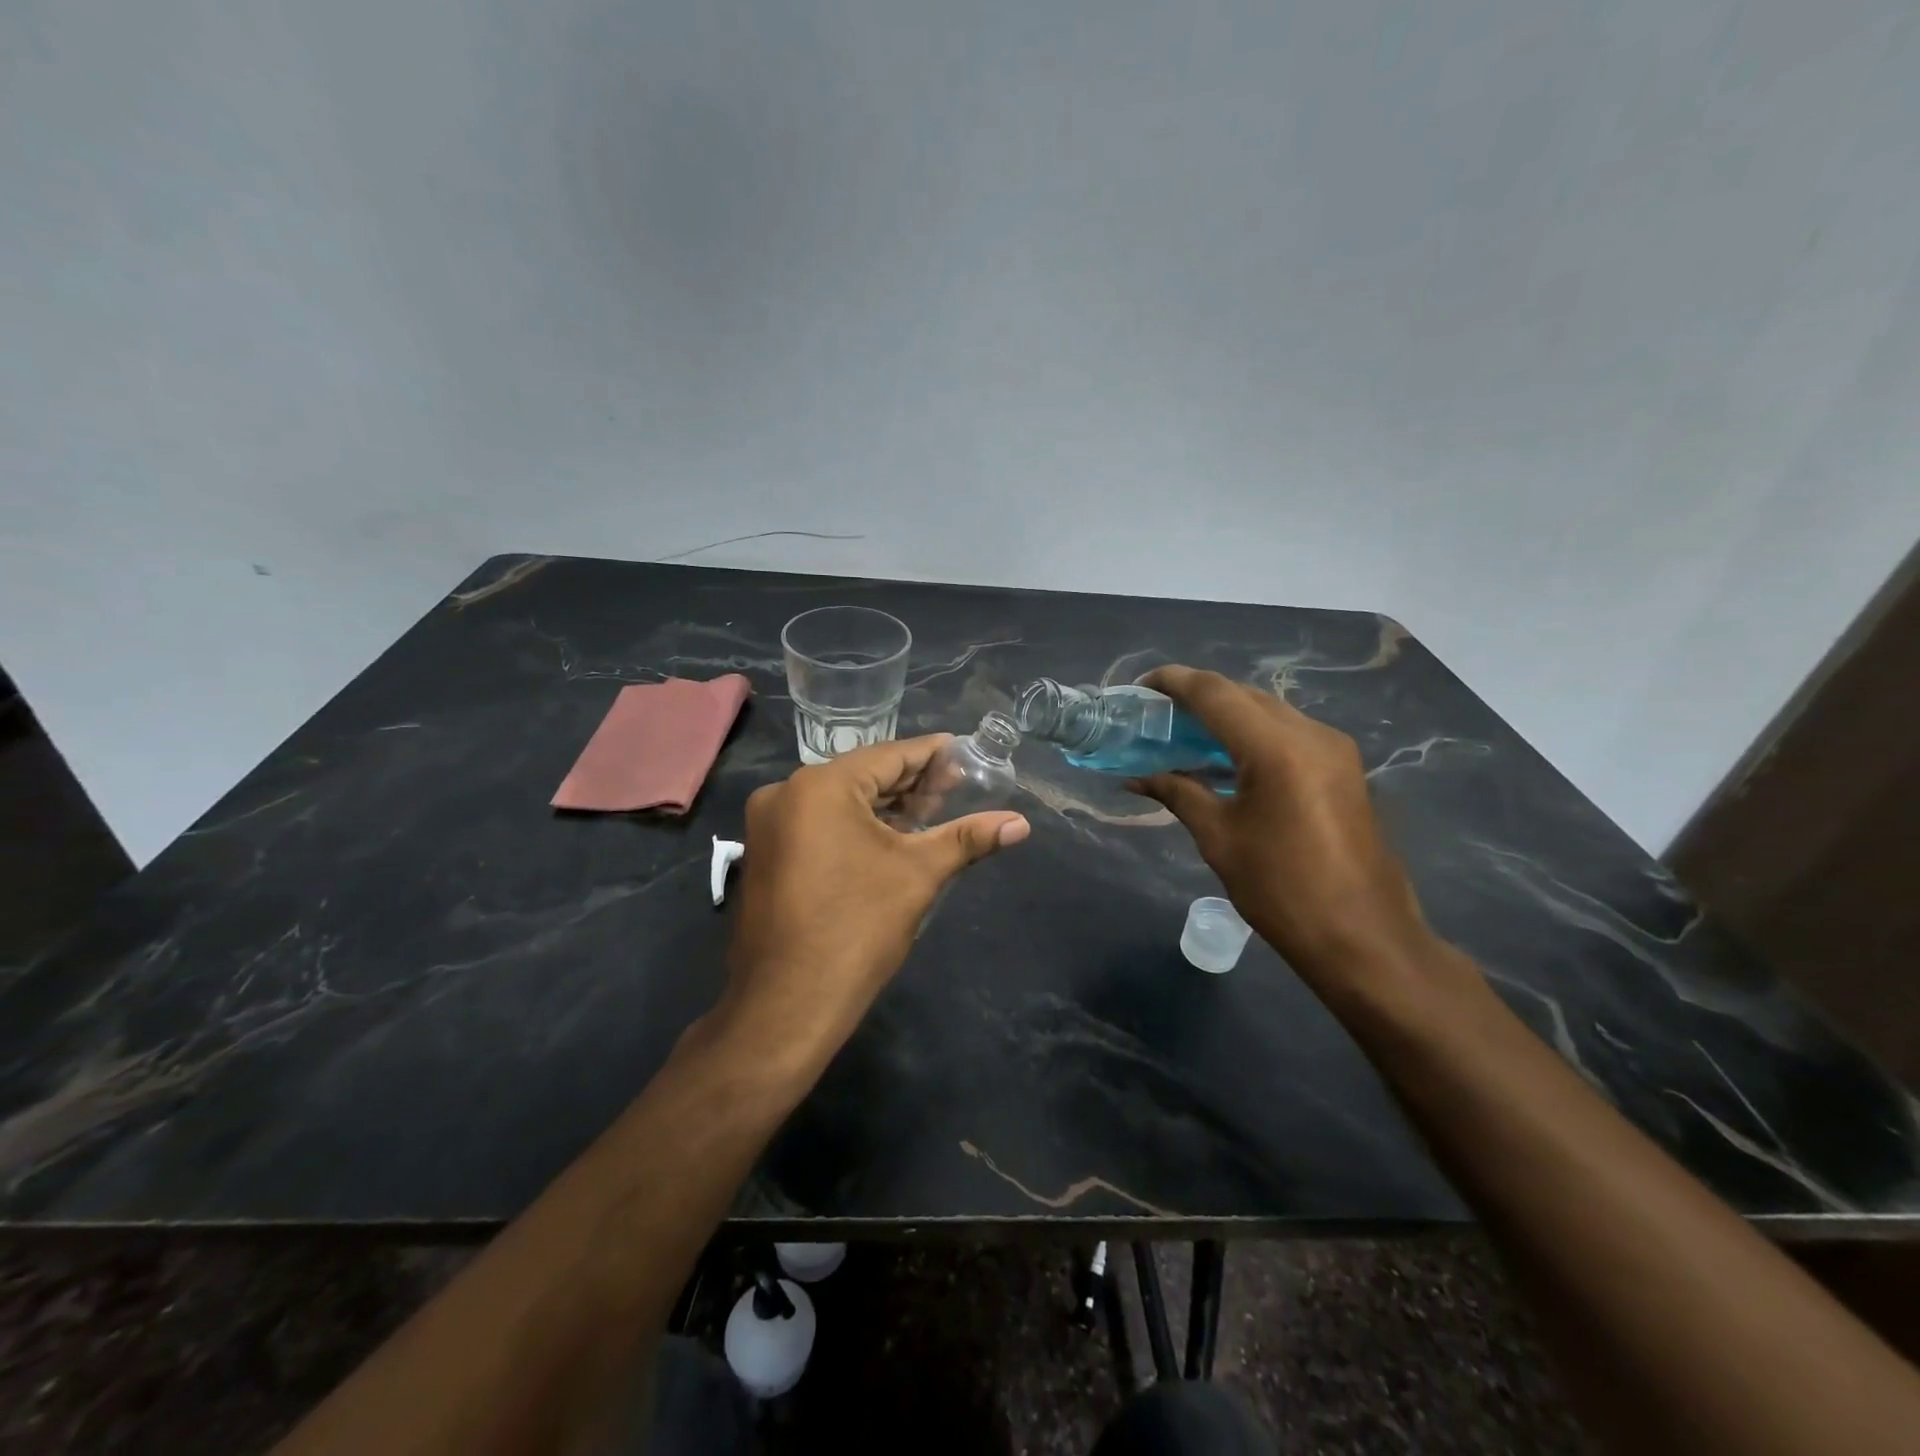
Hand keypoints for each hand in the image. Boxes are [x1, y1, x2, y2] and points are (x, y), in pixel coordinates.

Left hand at [716, 735, 1029, 1061]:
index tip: (964, 751)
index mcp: (820, 786)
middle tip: (957, 787)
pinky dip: (856, 826)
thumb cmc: (857, 929)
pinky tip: (892, 836)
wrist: (788, 1005)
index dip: (931, 755)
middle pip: (863, 776)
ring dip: (885, 806)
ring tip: (932, 812)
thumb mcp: (918, 874)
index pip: (889, 756)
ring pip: (840, 802)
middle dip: (911, 784)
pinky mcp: (766, 854)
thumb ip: (967, 838)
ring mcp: (769, 825)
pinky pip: (819, 824)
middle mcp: (786, 793)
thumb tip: (1020, 823)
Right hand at [1130, 666, 1436, 994]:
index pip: (1215, 693)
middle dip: (1198, 697)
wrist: (1363, 938)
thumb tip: (1136, 778)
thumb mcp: (1219, 838)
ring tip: (1184, 733)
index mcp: (1276, 748)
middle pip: (1243, 695)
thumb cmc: (1281, 889)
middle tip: (1157, 714)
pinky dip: (1251, 734)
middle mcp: (1310, 734)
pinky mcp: (1343, 767)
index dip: (1174, 682)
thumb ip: (1178, 793)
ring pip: (1268, 711)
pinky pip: (1288, 733)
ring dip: (1226, 715)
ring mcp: (1333, 749)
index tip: (1140, 687)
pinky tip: (1225, 757)